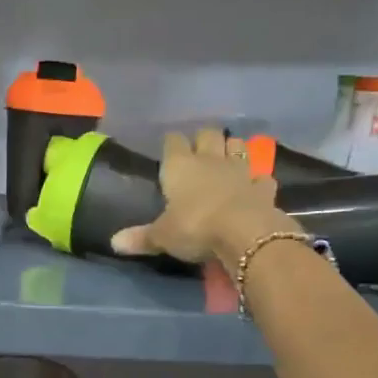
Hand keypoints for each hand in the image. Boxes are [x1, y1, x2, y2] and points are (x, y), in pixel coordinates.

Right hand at [111, 128, 298, 263]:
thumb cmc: (195, 228)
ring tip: (228, 158)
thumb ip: (141, 237)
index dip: (171, 143)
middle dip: (204, 139)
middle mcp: (210, 160)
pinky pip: (262, 177)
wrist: (244, 233)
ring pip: (238, 146)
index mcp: (180, 166)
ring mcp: (241, 170)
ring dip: (233, 149)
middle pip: (208, 134)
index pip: (173, 142)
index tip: (169, 148)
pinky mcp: (263, 187)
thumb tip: (114, 243)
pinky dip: (258, 180)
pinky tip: (255, 187)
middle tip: (199, 151)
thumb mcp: (162, 236)